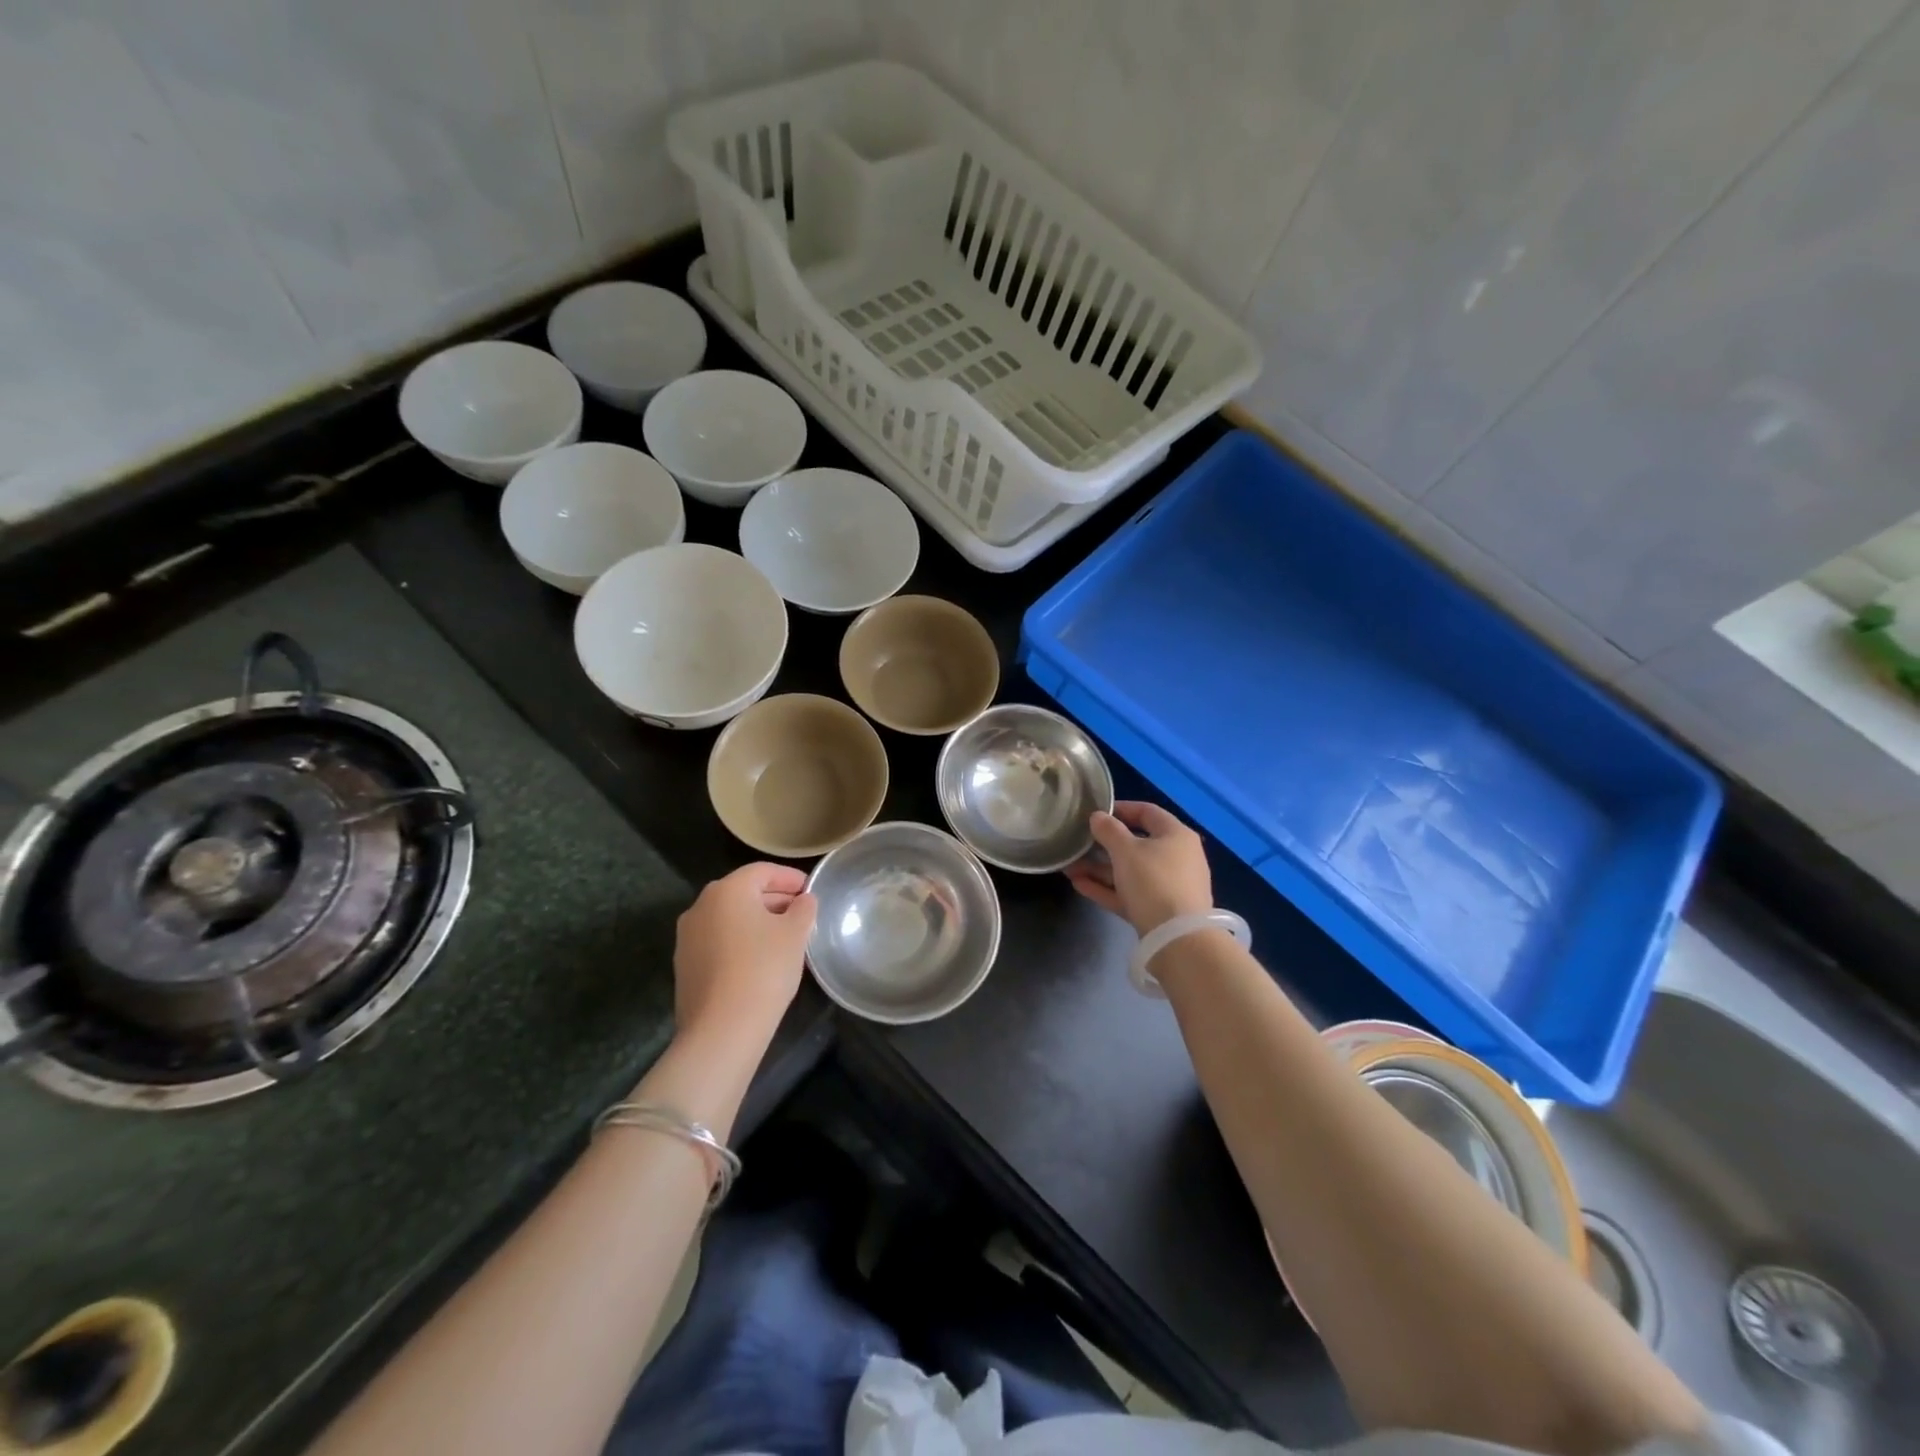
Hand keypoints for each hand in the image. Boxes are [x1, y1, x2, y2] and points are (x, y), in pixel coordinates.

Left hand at [673, 863, 816, 1045]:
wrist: (721, 1029)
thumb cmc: (763, 969)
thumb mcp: (795, 934)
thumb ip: (803, 909)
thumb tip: (803, 901)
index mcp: (727, 890)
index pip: (762, 871)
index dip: (789, 877)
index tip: (810, 889)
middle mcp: (700, 906)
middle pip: (743, 892)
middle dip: (774, 899)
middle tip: (801, 913)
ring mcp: (687, 937)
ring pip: (729, 918)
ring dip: (756, 921)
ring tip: (784, 937)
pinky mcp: (685, 966)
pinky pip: (718, 941)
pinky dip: (740, 941)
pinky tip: (759, 960)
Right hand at [1065, 801, 1213, 935]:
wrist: (1177, 939)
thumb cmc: (1153, 881)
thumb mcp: (1126, 851)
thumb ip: (1108, 830)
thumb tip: (1097, 817)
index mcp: (1176, 835)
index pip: (1147, 812)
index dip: (1120, 809)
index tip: (1094, 813)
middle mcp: (1176, 858)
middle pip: (1136, 844)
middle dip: (1102, 845)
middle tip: (1077, 844)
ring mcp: (1168, 886)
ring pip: (1129, 872)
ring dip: (1099, 869)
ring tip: (1069, 868)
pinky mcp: (1158, 911)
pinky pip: (1129, 893)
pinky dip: (1107, 888)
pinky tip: (1079, 885)